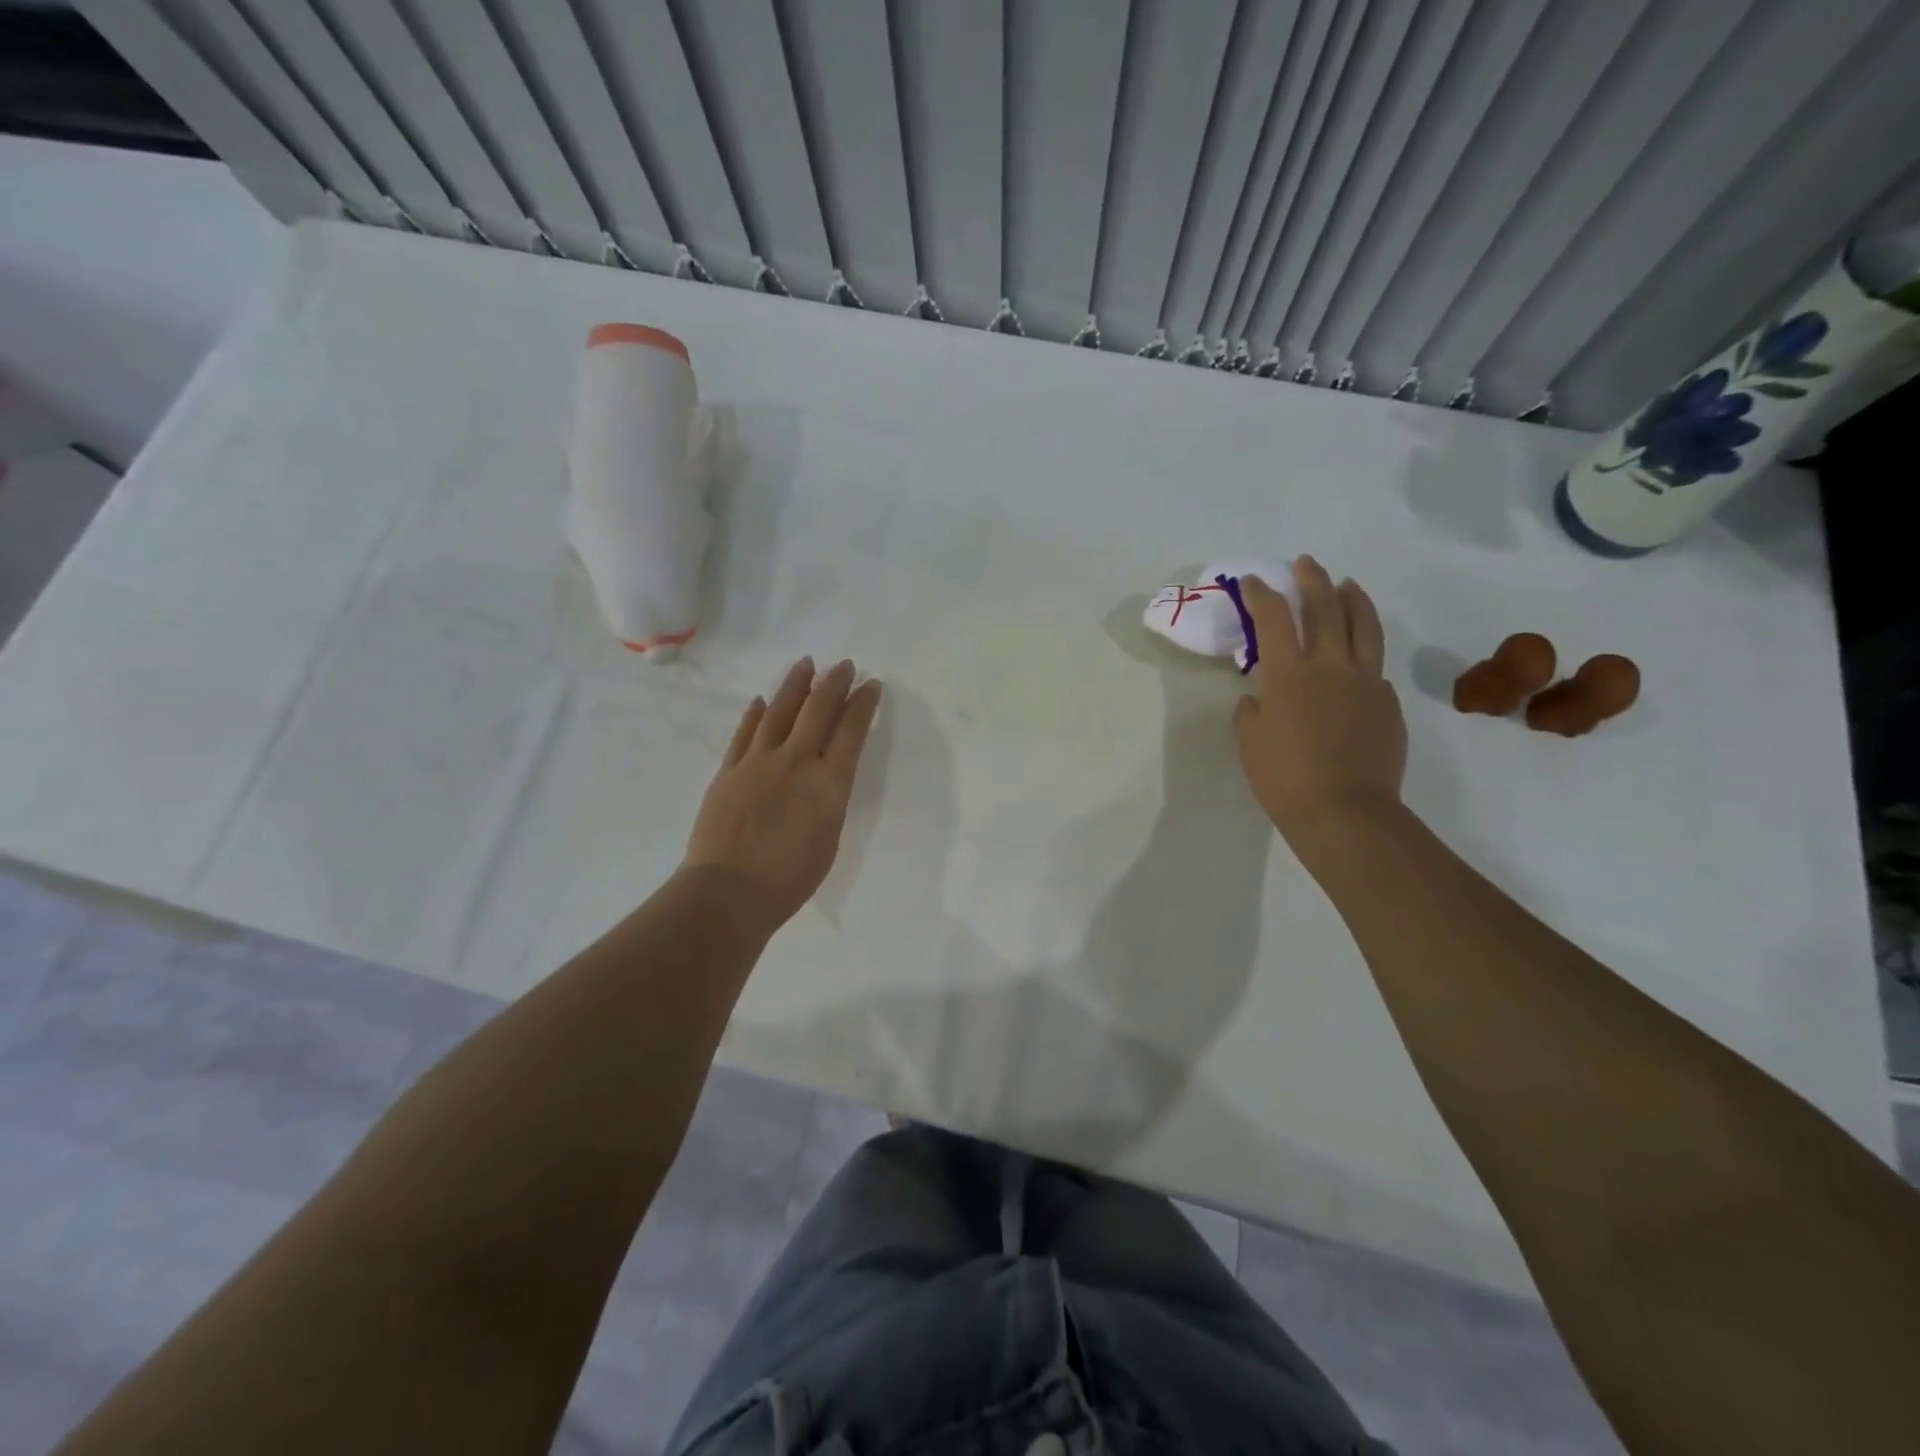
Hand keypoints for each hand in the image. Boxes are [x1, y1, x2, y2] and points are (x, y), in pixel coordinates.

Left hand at [682, 657, 882, 930]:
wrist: (728, 892)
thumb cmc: (789, 879)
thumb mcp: (829, 838)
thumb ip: (830, 798)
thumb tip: (826, 774)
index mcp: (828, 783)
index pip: (851, 731)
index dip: (863, 704)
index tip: (871, 685)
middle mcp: (795, 762)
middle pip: (817, 710)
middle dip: (835, 683)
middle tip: (845, 665)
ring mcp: (757, 762)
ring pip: (779, 711)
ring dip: (795, 685)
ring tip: (806, 664)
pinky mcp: (728, 771)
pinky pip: (745, 733)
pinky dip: (756, 714)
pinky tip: (762, 701)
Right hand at [1233, 558, 1406, 851]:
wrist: (1344, 812)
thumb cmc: (1284, 779)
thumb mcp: (1250, 742)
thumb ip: (1252, 711)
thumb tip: (1261, 698)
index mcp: (1288, 674)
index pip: (1273, 617)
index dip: (1260, 593)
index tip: (1251, 582)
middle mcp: (1330, 665)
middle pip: (1325, 607)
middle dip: (1311, 580)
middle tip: (1305, 564)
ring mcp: (1366, 681)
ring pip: (1364, 625)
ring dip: (1353, 598)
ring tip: (1347, 584)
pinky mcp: (1388, 702)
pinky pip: (1375, 665)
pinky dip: (1364, 649)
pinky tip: (1358, 656)